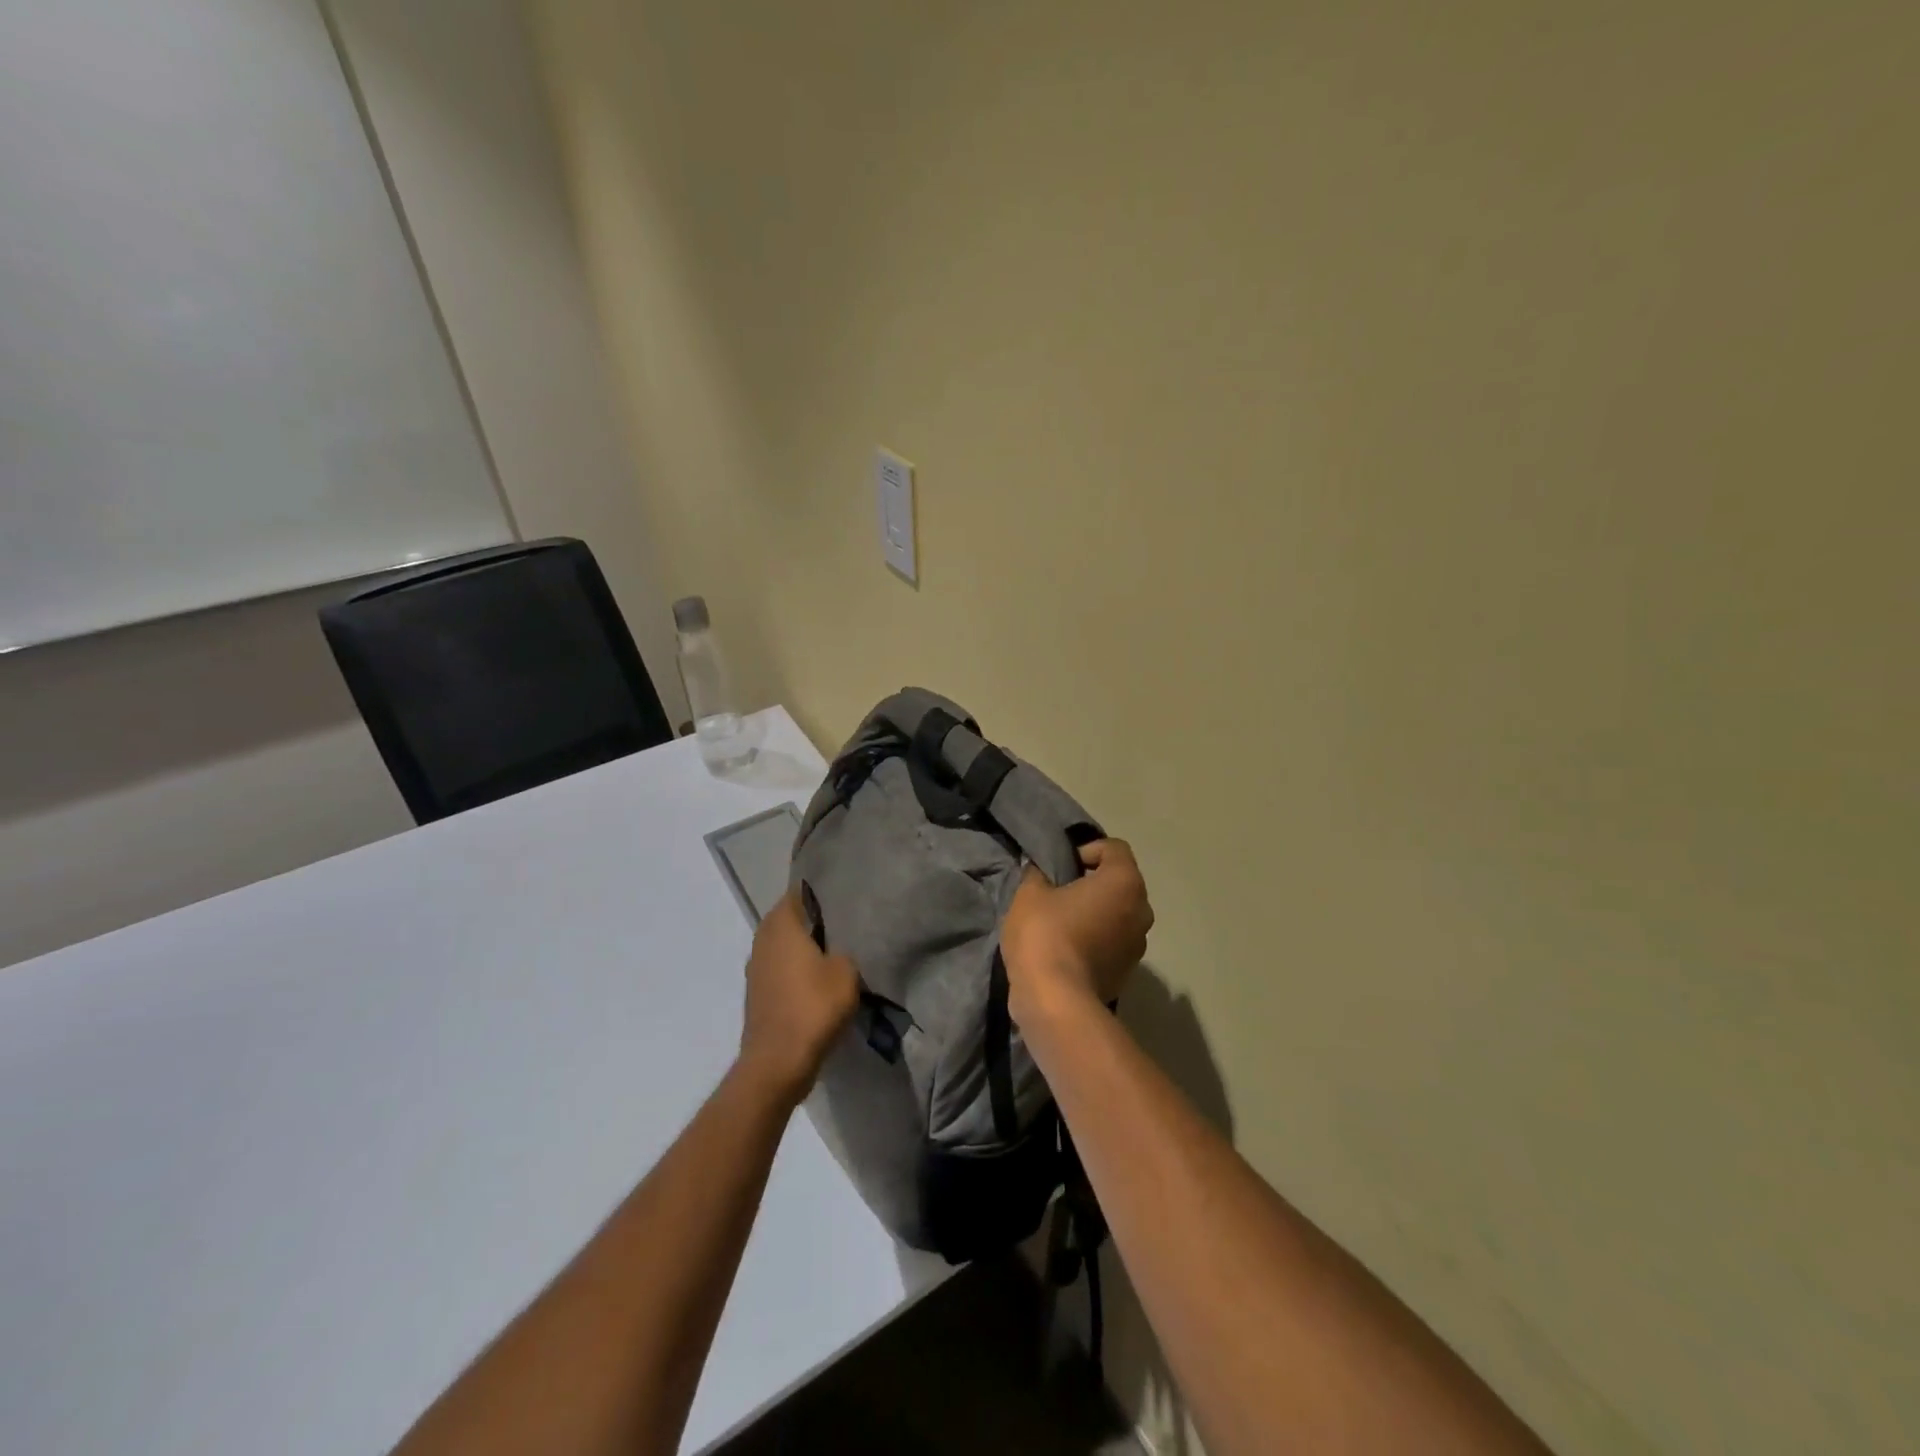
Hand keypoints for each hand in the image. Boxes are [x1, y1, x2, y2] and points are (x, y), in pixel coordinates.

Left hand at [739, 889, 860, 1105]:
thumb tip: (840, 948)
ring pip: (784, 946)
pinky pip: (781, 970)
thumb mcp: (846, 972)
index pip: (799, 892)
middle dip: (814, 921)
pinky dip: (797, 971)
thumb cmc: (813, 1007)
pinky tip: (819, 980)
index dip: (821, 893)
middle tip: (845, 923)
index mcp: (781, 924)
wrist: (778, 1063)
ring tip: (836, 952)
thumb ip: (845, 949)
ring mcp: (756, 968)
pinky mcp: (758, 993)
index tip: (844, 896)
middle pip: (791, 919)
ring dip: (805, 948)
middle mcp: (763, 939)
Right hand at [1001, 839, 1153, 1027]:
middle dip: (1092, 883)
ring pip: (1117, 915)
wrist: (1055, 1001)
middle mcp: (1141, 910)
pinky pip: (1112, 943)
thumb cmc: (1045, 934)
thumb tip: (1039, 872)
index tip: (1062, 866)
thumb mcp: (1030, 893)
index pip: (1114, 848)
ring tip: (1062, 923)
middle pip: (1119, 883)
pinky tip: (1066, 950)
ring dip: (1095, 913)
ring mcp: (1138, 945)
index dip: (1086, 850)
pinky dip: (1095, 940)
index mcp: (1124, 882)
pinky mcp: (1127, 973)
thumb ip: (1037, 874)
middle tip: (1059, 892)